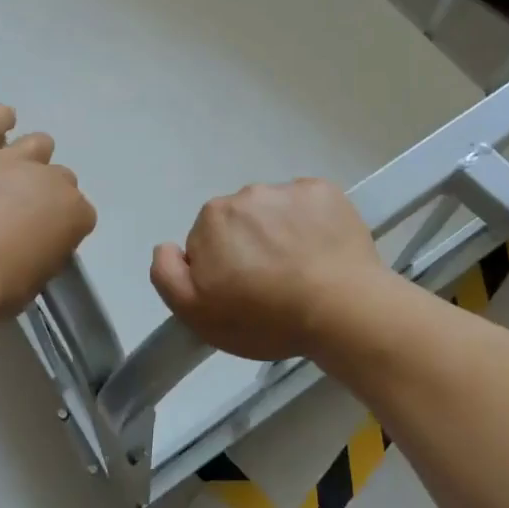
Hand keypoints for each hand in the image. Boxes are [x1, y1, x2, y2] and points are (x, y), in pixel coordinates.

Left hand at [0, 104, 95, 318]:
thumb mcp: (36, 280)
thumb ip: (45, 253)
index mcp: (73, 213)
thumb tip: (38, 246)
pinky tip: (3, 118)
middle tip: (23, 214)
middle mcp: (50, 180)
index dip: (64, 226)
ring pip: (38, 144)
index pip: (81, 214)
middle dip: (47, 193)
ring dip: (32, 157)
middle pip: (61, 178)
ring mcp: (13, 160)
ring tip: (15, 171)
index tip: (46, 240)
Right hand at [149, 179, 386, 361]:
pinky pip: (310, 205)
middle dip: (250, 246)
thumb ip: (167, 274)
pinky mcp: (325, 192)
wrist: (342, 309)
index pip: (207, 241)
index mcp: (213, 217)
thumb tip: (167, 246)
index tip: (241, 293)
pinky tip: (323, 253)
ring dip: (282, 233)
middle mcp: (247, 194)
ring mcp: (289, 190)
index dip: (221, 268)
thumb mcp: (197, 314)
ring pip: (276, 212)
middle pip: (241, 222)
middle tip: (272, 284)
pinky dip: (313, 223)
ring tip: (303, 271)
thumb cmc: (265, 317)